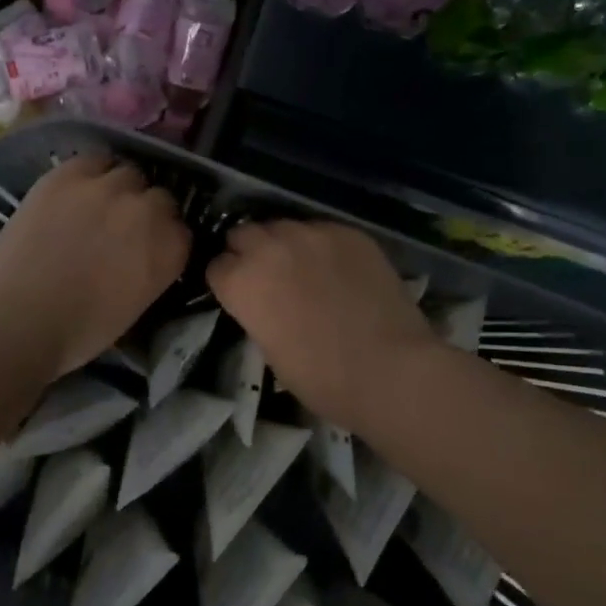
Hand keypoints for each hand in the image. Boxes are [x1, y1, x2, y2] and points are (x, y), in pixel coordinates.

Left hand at [0, 154, 188, 378]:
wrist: (17, 319)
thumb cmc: (79, 331)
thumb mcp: (137, 304)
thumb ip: (152, 269)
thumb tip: (143, 254)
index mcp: (170, 249)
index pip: (183, 229)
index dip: (164, 237)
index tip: (149, 247)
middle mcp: (147, 210)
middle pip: (159, 195)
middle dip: (146, 210)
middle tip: (122, 228)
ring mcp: (107, 187)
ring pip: (128, 173)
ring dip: (120, 188)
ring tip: (97, 206)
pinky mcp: (68, 175)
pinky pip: (92, 161)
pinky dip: (90, 174)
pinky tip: (75, 193)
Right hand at [206, 220, 440, 425]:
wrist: (390, 368)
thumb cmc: (322, 378)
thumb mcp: (269, 348)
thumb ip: (257, 310)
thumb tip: (264, 299)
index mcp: (241, 281)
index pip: (216, 266)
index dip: (229, 281)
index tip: (241, 295)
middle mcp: (269, 246)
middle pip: (244, 234)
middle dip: (249, 252)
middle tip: (269, 277)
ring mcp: (311, 233)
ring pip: (284, 226)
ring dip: (285, 244)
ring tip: (305, 268)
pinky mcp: (348, 231)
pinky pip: (323, 230)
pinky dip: (323, 246)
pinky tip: (339, 269)